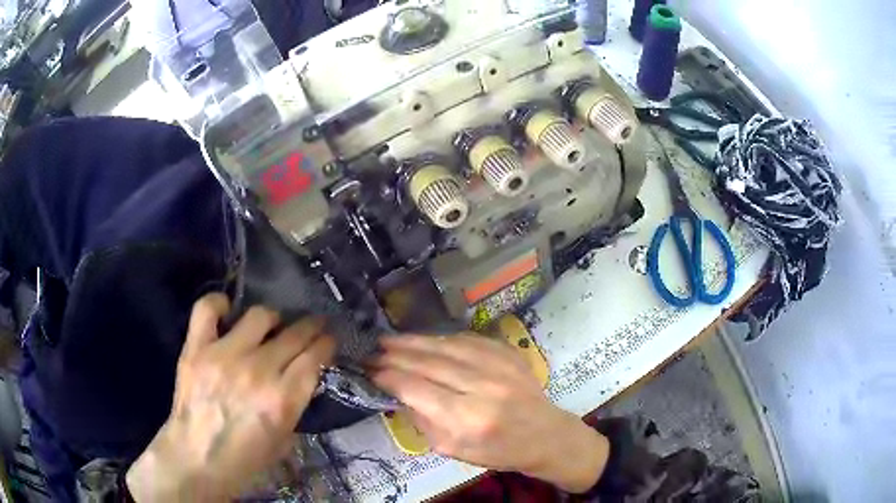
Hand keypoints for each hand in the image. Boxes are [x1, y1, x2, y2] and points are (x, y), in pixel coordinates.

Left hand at [126, 294, 335, 501]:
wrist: (197, 460)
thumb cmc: (245, 459)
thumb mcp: (284, 440)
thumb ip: (294, 405)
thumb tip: (300, 378)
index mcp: (283, 399)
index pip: (315, 357)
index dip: (326, 344)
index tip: (327, 341)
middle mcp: (257, 371)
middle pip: (294, 334)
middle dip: (310, 327)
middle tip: (311, 327)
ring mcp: (224, 355)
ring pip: (259, 315)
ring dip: (272, 318)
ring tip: (270, 325)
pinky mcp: (196, 348)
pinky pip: (207, 309)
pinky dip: (218, 304)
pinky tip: (226, 311)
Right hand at [369, 334, 608, 492]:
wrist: (544, 435)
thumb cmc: (498, 451)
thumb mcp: (453, 450)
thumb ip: (423, 421)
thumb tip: (399, 393)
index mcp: (468, 419)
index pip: (417, 389)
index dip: (389, 377)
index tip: (371, 371)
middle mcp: (483, 387)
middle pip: (429, 363)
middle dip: (396, 355)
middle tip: (373, 350)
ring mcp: (498, 366)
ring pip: (446, 346)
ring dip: (414, 341)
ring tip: (390, 340)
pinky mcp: (507, 353)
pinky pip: (467, 339)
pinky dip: (441, 339)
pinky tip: (425, 340)